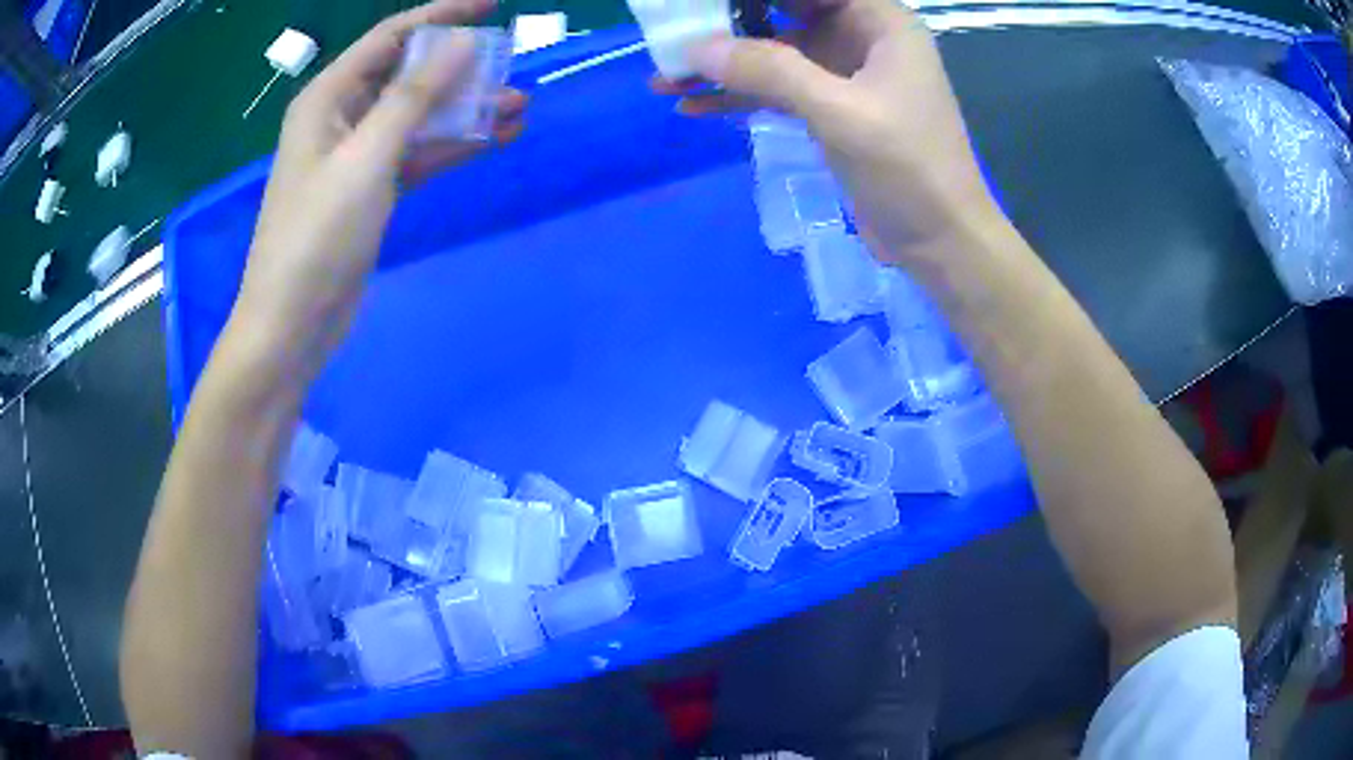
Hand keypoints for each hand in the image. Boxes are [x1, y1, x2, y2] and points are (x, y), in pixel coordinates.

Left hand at [232, 0, 526, 383]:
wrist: (292, 323)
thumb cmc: (317, 235)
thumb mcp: (367, 157)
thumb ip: (414, 97)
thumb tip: (461, 45)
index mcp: (328, 97)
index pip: (391, 37)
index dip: (441, 15)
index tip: (492, 7)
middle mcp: (341, 117)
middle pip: (408, 75)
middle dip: (460, 70)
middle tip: (513, 69)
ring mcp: (357, 156)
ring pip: (418, 117)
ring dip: (465, 111)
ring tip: (520, 108)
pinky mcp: (371, 190)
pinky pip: (417, 154)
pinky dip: (452, 147)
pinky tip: (493, 141)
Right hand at [657, 0, 1000, 264]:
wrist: (940, 242)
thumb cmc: (909, 169)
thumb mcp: (840, 113)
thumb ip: (771, 72)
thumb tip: (696, 48)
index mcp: (880, 22)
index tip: (705, 5)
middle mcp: (861, 38)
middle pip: (785, 13)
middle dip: (730, 25)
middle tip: (673, 37)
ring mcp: (844, 75)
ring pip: (774, 55)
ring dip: (724, 67)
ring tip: (664, 77)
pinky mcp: (831, 110)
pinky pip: (777, 91)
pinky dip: (739, 98)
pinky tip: (693, 106)